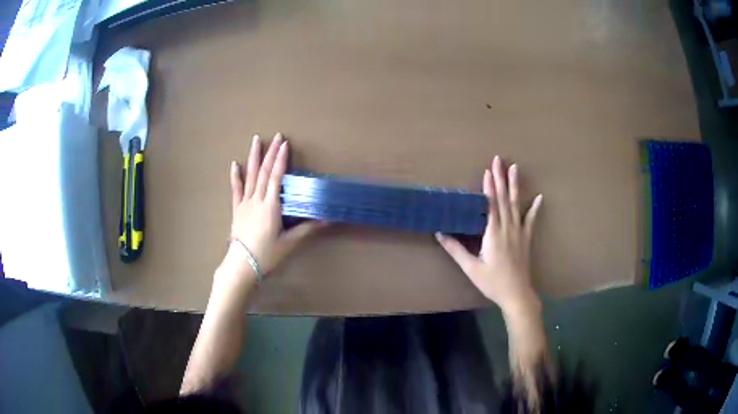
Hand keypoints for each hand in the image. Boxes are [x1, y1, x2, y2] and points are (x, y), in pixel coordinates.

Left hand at [227, 133, 322, 278]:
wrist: (242, 263)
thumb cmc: (267, 254)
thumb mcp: (289, 242)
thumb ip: (306, 228)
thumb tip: (326, 220)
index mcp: (271, 206)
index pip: (276, 177)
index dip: (281, 160)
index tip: (285, 144)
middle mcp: (257, 199)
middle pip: (264, 172)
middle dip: (271, 153)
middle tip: (276, 136)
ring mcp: (245, 203)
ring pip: (250, 176)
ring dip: (253, 157)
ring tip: (256, 140)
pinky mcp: (237, 209)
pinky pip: (236, 189)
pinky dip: (235, 176)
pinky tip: (234, 164)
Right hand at [436, 156, 542, 315]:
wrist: (516, 294)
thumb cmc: (492, 282)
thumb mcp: (471, 268)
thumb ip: (456, 249)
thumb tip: (439, 233)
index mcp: (493, 233)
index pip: (490, 205)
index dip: (489, 187)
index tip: (487, 171)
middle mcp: (507, 228)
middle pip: (503, 199)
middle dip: (500, 178)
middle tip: (499, 160)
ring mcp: (519, 232)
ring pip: (516, 204)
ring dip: (515, 185)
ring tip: (515, 168)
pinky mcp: (526, 239)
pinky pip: (531, 220)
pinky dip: (534, 208)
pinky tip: (539, 197)